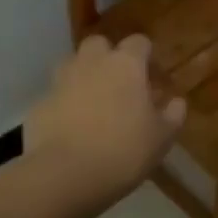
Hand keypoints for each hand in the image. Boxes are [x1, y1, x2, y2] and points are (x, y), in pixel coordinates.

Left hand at [26, 35, 185, 208]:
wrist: (65, 175)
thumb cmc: (124, 152)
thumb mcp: (162, 138)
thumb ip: (173, 115)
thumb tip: (177, 102)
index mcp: (125, 65)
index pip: (139, 42)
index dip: (146, 56)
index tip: (152, 78)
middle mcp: (91, 64)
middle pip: (99, 44)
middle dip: (108, 57)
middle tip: (120, 85)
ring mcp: (60, 82)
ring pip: (72, 65)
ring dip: (83, 76)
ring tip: (94, 104)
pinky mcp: (39, 105)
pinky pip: (55, 96)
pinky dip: (64, 105)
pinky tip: (72, 129)